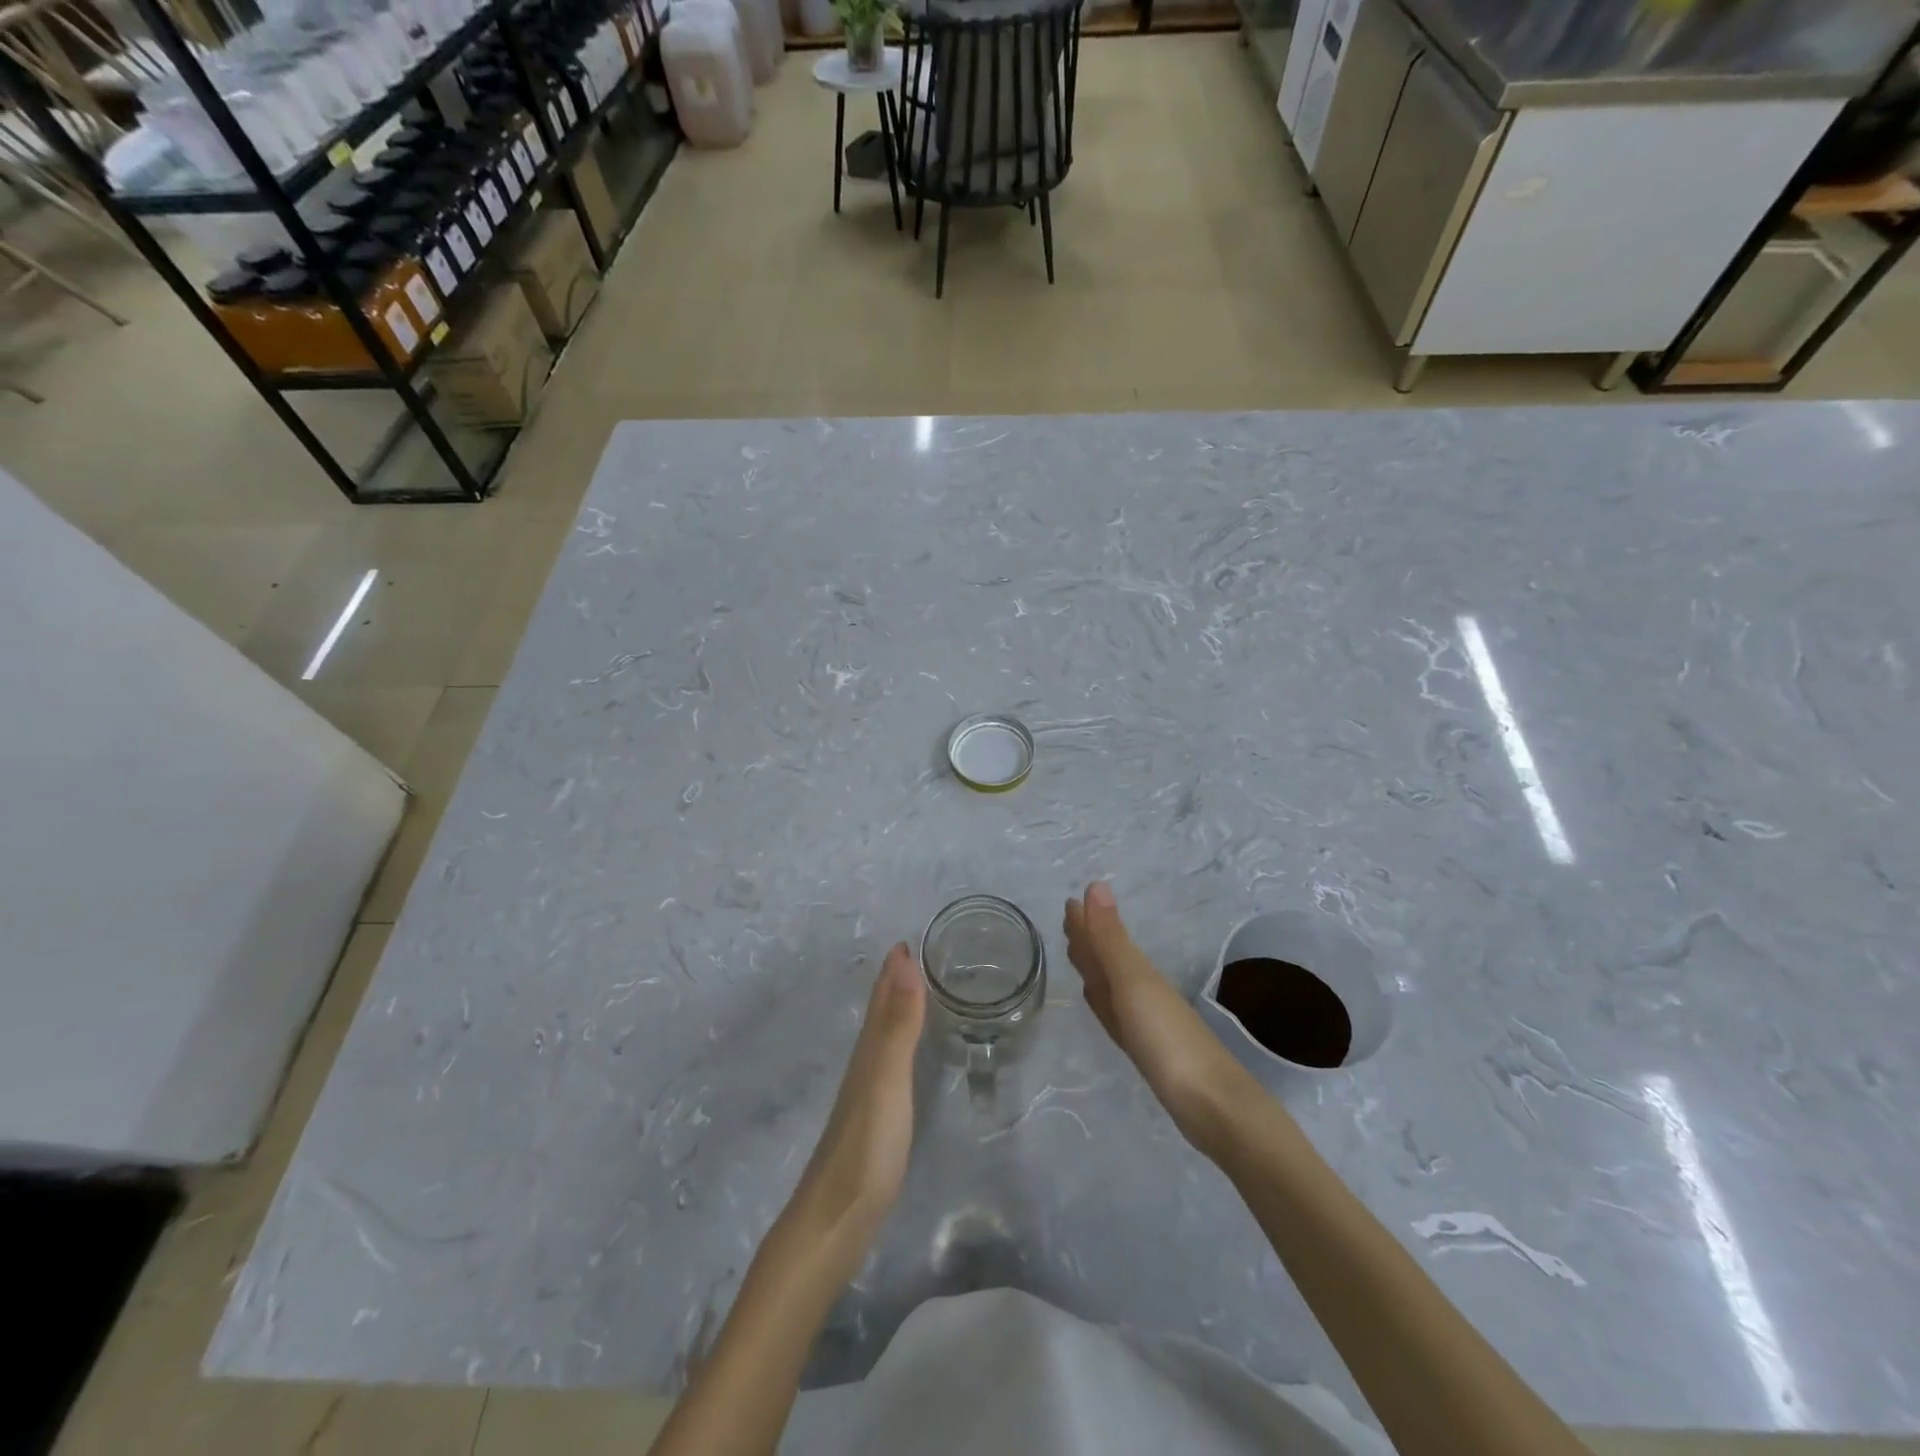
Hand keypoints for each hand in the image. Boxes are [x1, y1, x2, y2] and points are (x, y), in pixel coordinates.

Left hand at [785, 943, 925, 1271]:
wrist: (835, 1221)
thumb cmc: (866, 1148)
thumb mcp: (887, 1080)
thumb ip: (898, 1025)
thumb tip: (904, 961)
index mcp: (869, 1052)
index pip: (882, 999)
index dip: (894, 970)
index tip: (907, 940)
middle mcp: (865, 1066)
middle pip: (879, 1015)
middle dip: (894, 984)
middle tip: (914, 958)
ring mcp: (867, 1096)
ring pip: (882, 1039)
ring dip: (896, 1012)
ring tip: (915, 995)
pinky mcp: (875, 1122)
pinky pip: (889, 1066)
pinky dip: (899, 1047)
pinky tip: (904, 1058)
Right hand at [1064, 882, 1263, 1159]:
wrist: (1212, 1105)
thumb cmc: (1167, 1039)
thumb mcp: (1133, 982)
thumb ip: (1110, 938)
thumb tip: (1095, 884)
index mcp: (1137, 971)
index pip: (1105, 938)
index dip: (1087, 922)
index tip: (1068, 903)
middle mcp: (1141, 989)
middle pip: (1109, 958)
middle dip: (1089, 939)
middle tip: (1068, 921)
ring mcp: (1145, 1021)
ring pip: (1111, 985)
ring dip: (1094, 968)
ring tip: (1078, 955)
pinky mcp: (1146, 1050)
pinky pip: (1116, 1015)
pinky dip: (1104, 1003)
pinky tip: (1101, 1002)